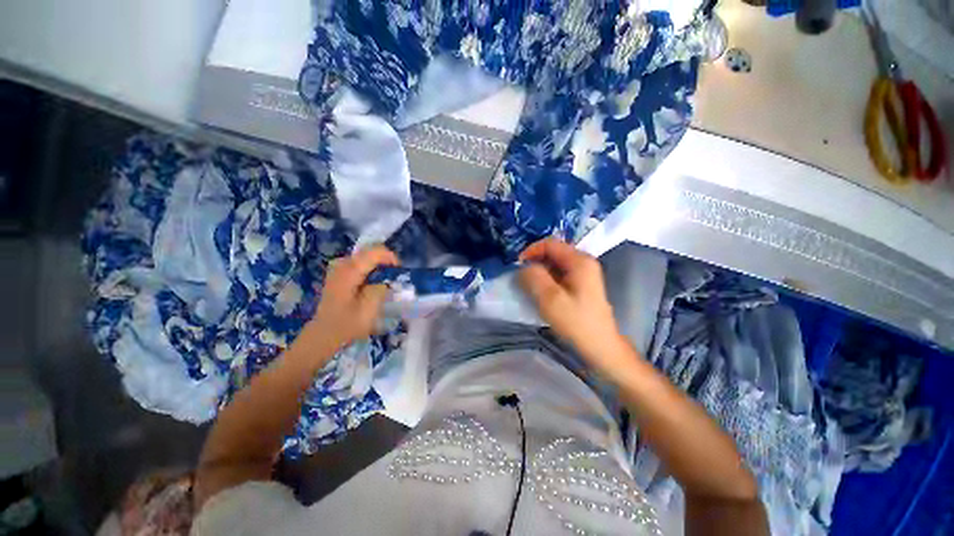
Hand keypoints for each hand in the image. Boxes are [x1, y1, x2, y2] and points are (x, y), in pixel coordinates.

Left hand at [308, 245, 398, 350]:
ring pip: (366, 257)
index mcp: (349, 271)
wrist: (324, 334)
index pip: (375, 252)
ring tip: (385, 282)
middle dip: (386, 262)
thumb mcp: (369, 309)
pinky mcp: (339, 273)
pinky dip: (371, 270)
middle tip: (394, 278)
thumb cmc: (348, 324)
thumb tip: (387, 278)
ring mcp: (339, 267)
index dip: (391, 258)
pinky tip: (373, 283)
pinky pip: (360, 263)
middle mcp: (342, 263)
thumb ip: (380, 288)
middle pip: (370, 252)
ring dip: (379, 266)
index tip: (399, 272)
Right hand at [519, 238, 628, 370]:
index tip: (516, 266)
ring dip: (539, 272)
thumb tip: (523, 266)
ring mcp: (584, 273)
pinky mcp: (581, 284)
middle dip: (534, 262)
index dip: (530, 251)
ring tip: (528, 286)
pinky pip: (559, 274)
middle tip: (521, 278)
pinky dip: (547, 279)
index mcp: (579, 261)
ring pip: (555, 264)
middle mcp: (584, 262)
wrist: (600, 347)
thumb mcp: (550, 299)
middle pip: (553, 252)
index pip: (549, 244)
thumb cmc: (576, 323)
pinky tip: (540, 292)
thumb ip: (533, 277)